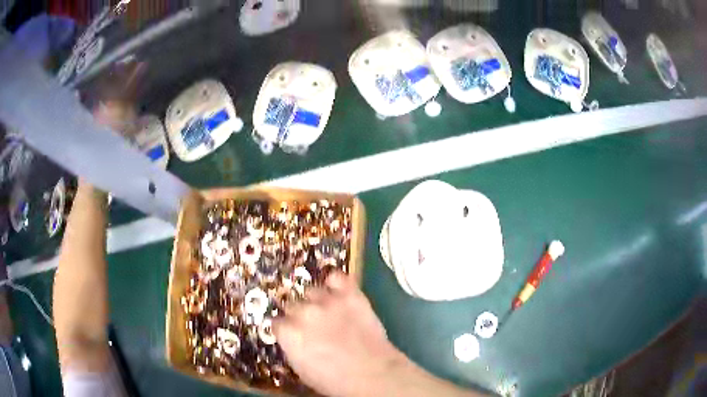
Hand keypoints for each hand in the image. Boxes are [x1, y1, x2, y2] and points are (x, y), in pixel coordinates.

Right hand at [272, 273, 403, 396]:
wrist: (373, 374)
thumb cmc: (334, 380)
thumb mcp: (302, 370)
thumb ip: (292, 347)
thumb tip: (290, 337)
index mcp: (289, 333)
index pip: (276, 322)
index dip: (285, 329)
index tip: (292, 333)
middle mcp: (303, 312)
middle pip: (291, 304)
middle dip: (297, 314)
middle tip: (310, 325)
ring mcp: (327, 301)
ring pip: (311, 291)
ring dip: (315, 300)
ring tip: (326, 310)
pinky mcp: (349, 294)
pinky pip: (336, 277)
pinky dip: (335, 282)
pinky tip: (336, 289)